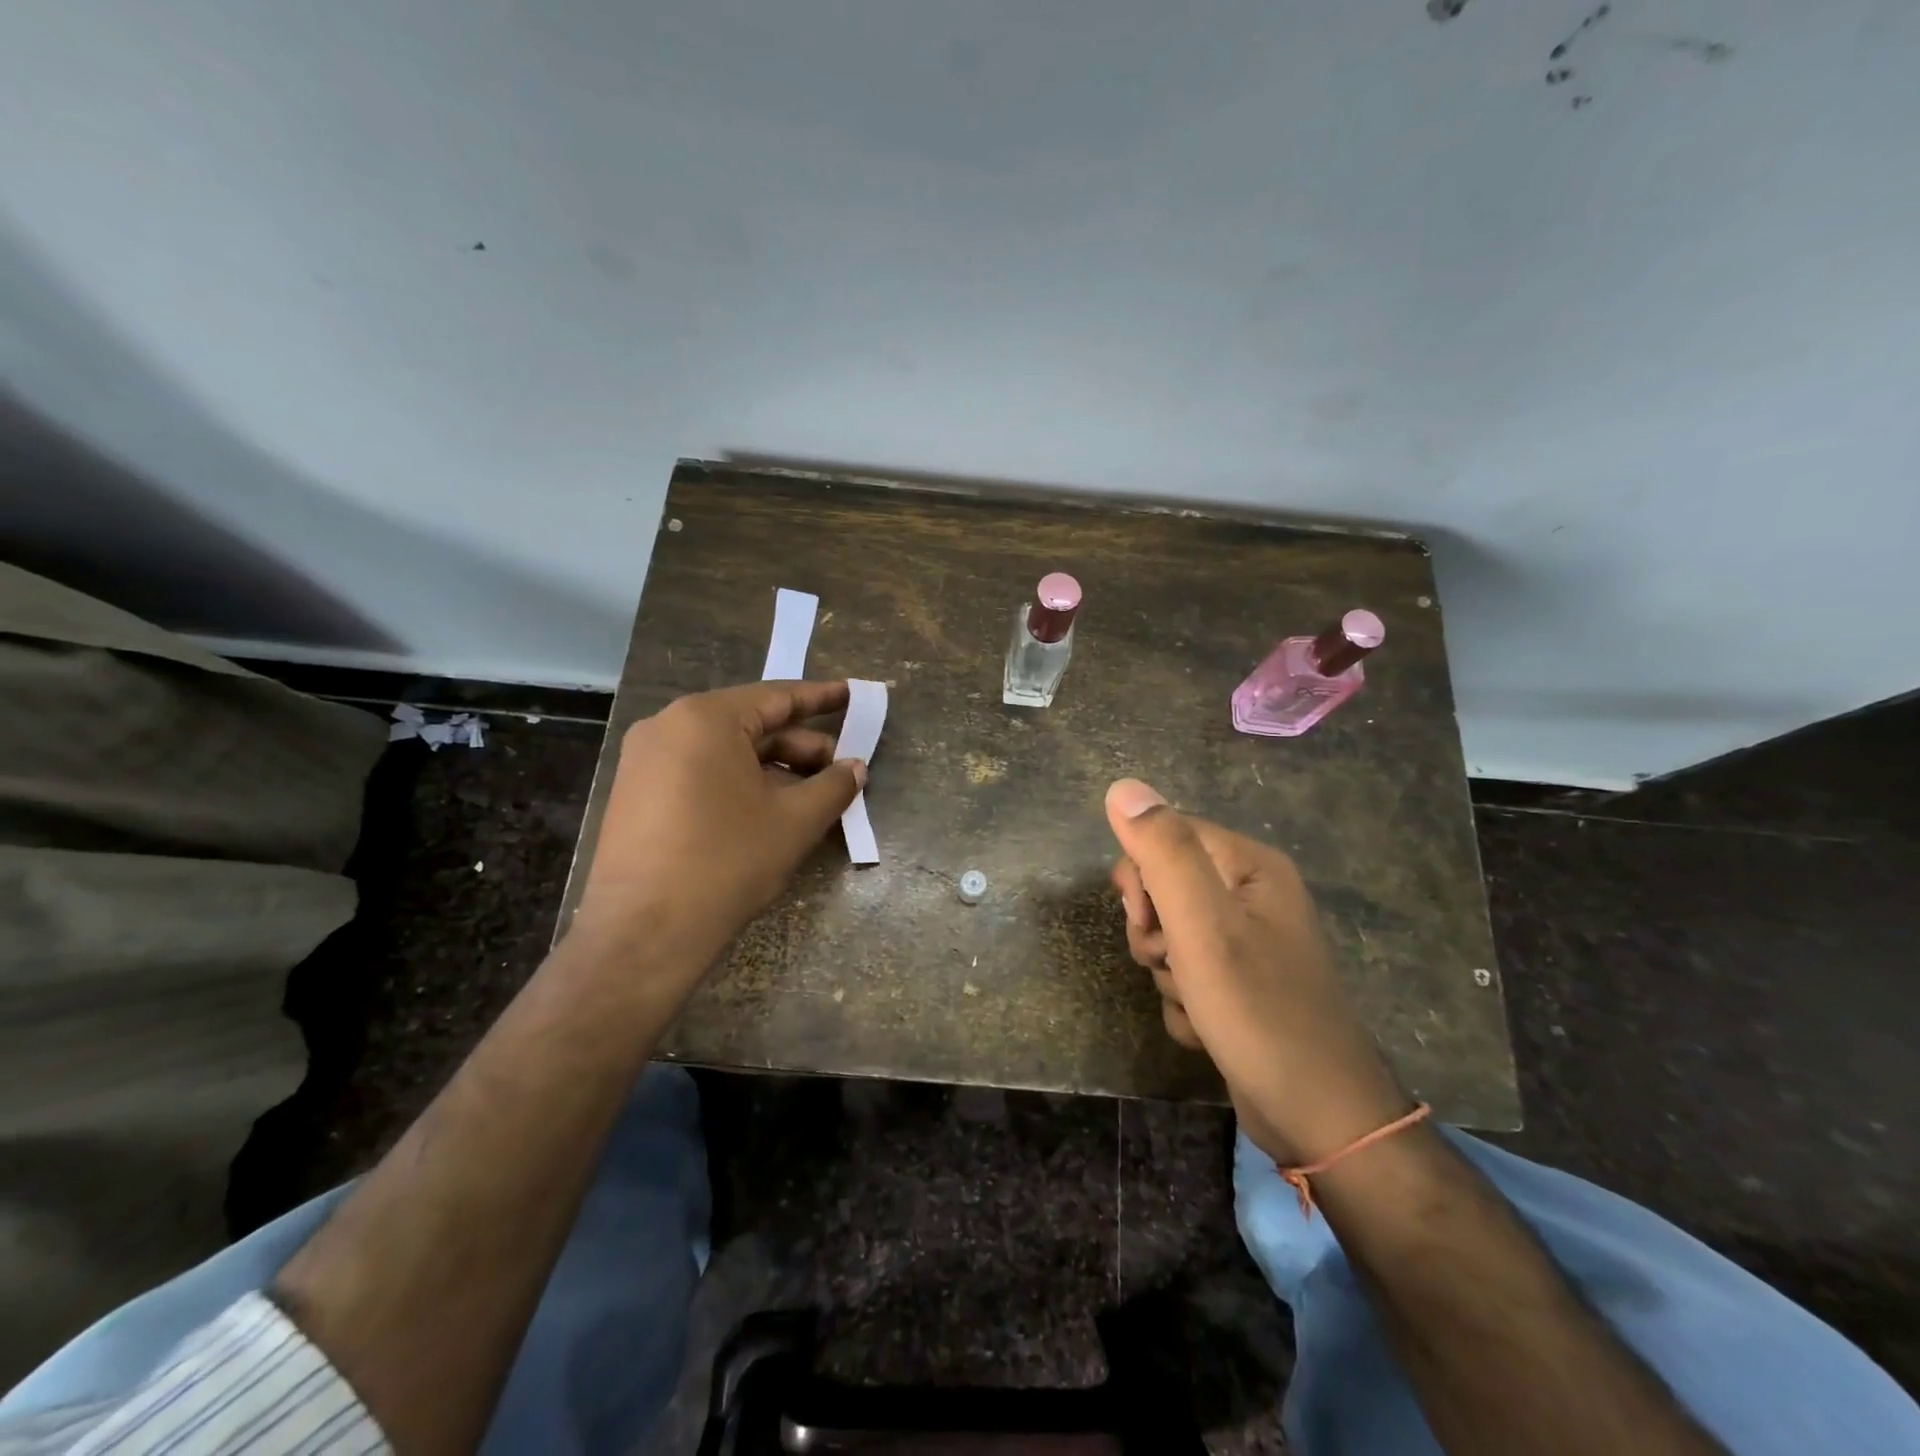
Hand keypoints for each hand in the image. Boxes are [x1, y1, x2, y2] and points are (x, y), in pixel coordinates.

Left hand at [569, 680, 866, 1000]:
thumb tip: (855, 767)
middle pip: (751, 726)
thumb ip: (833, 786)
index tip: (853, 694)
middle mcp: (668, 727)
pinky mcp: (637, 795)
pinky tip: (772, 811)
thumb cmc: (726, 863)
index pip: (777, 697)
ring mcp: (646, 761)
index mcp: (705, 719)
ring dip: (774, 770)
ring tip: (815, 796)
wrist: (643, 934)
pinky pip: (701, 774)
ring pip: (727, 753)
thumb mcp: (794, 822)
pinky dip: (741, 784)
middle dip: (800, 747)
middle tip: (843, 768)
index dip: (822, 698)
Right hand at [1106, 778, 1410, 1164]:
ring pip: (1170, 937)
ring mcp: (1247, 944)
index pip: (1166, 836)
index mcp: (1250, 866)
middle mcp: (1251, 896)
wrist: (1320, 1118)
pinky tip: (1208, 1029)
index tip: (1147, 921)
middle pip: (1164, 888)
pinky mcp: (1240, 985)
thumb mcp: (1203, 925)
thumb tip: (1122, 788)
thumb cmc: (1259, 1011)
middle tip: (1173, 962)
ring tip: (1197, 1003)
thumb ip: (1163, 852)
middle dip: (1154, 932)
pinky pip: (1187, 976)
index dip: (1141, 878)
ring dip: (1167, 973)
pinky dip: (1186, 1003)